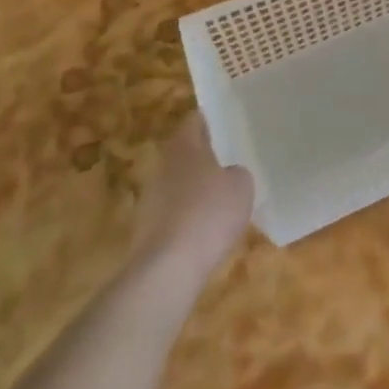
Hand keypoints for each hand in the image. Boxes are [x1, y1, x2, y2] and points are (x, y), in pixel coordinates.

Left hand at [133, 115, 253, 271]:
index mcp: (184, 146)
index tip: (228, 122)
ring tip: (223, 196)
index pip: (195, 120)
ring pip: (179, 182)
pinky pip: (175, 212)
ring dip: (196, 187)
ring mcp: (151, 198)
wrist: (169, 268)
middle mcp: (162, 165)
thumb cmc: (209, 213)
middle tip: (230, 158)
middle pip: (185, 152)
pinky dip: (189, 216)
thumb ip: (237, 172)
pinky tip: (208, 229)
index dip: (212, 119)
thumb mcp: (241, 186)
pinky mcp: (147, 229)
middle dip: (205, 155)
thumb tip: (228, 174)